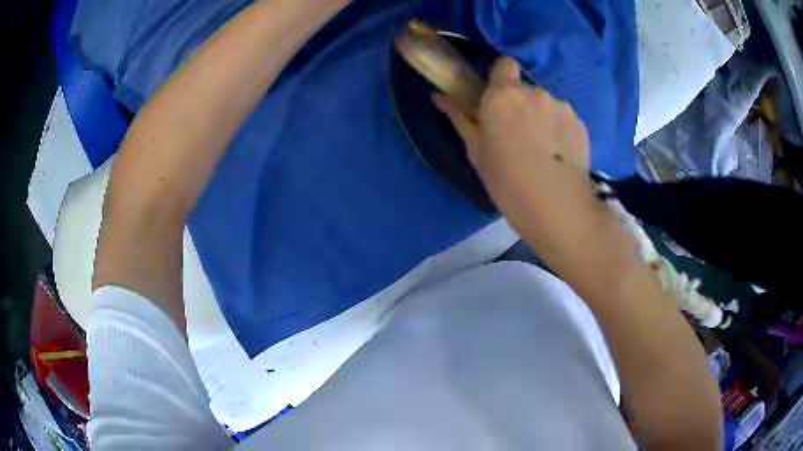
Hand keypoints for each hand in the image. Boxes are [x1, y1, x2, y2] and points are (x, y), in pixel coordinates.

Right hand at [434, 57, 607, 271]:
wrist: (556, 206)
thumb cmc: (506, 180)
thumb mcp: (476, 150)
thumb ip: (460, 117)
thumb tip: (440, 96)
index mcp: (503, 95)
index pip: (504, 64)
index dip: (500, 77)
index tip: (497, 99)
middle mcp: (534, 92)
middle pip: (525, 89)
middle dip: (520, 104)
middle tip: (517, 135)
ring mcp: (561, 107)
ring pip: (546, 104)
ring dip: (542, 117)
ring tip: (542, 150)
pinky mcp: (580, 124)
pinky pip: (564, 118)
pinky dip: (559, 130)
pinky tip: (558, 156)